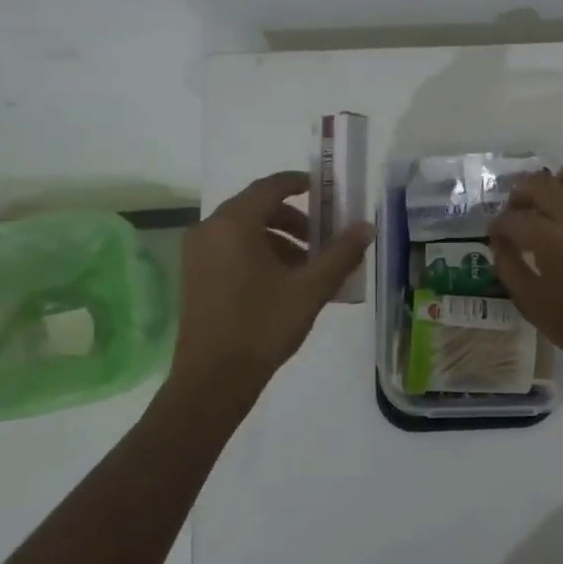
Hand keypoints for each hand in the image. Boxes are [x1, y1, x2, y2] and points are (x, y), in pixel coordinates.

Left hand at [171, 171, 372, 389]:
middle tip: (323, 237)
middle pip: (257, 208)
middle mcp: (209, 230)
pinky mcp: (195, 276)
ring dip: (279, 240)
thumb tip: (367, 226)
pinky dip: (259, 254)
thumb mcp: (310, 289)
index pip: (270, 187)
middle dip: (295, 219)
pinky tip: (283, 283)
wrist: (213, 380)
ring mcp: (197, 254)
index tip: (324, 189)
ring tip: (309, 267)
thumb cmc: (263, 326)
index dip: (299, 183)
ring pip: (244, 231)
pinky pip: (231, 250)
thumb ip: (341, 254)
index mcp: (234, 224)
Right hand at [487, 160, 562, 376]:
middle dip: (520, 194)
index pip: (512, 219)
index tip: (496, 235)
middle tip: (519, 212)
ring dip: (562, 181)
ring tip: (558, 202)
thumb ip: (509, 267)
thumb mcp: (531, 303)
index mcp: (550, 241)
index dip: (497, 226)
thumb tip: (498, 242)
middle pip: (540, 183)